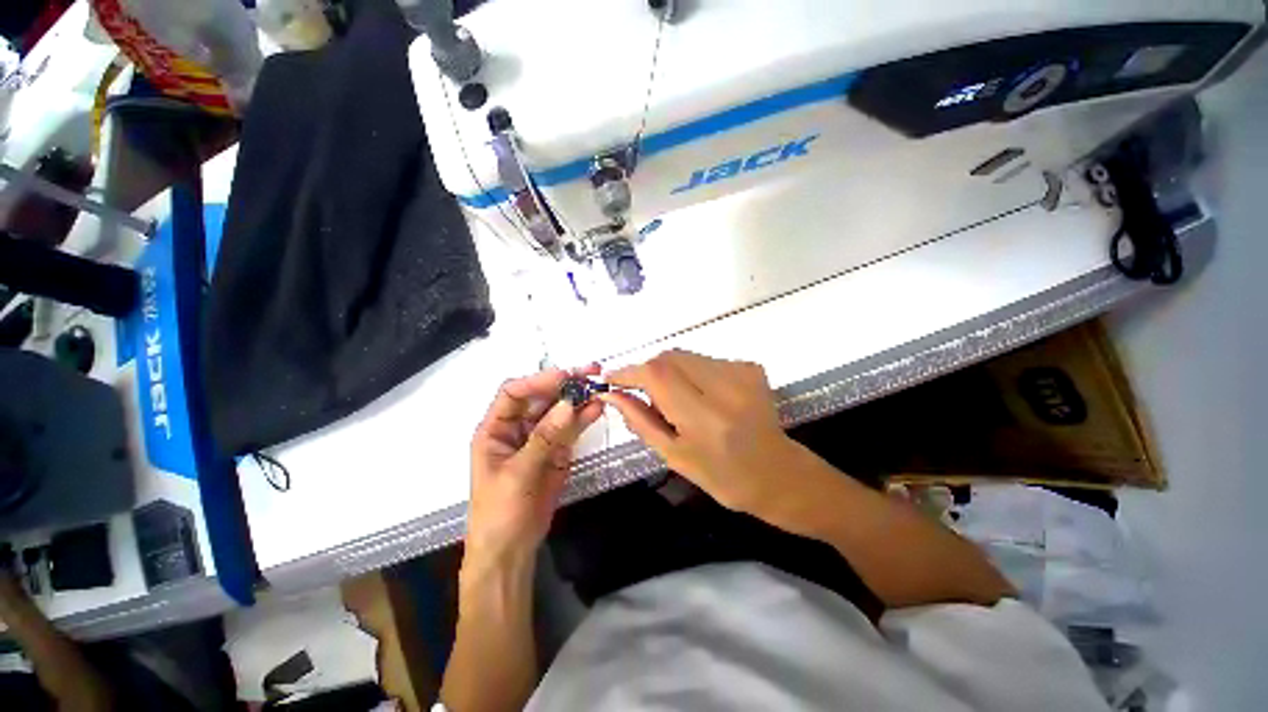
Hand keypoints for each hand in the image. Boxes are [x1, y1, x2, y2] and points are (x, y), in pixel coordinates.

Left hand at [467, 366, 603, 566]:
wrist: (511, 550)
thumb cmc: (500, 512)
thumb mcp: (518, 473)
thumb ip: (545, 437)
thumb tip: (569, 404)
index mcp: (495, 429)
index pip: (514, 393)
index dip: (538, 381)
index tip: (565, 376)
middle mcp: (518, 428)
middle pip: (541, 397)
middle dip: (564, 384)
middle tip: (590, 372)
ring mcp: (540, 439)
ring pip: (559, 411)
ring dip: (578, 399)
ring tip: (599, 387)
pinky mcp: (558, 451)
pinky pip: (571, 429)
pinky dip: (584, 418)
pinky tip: (597, 408)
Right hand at [603, 350, 800, 514]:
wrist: (778, 474)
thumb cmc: (722, 476)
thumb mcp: (674, 455)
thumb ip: (640, 421)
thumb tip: (612, 395)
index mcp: (704, 418)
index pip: (656, 376)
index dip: (629, 372)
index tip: (612, 380)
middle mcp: (724, 388)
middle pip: (669, 358)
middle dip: (649, 373)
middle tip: (652, 399)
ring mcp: (741, 373)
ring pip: (685, 356)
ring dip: (671, 373)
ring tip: (681, 402)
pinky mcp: (750, 366)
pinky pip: (705, 360)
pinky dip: (692, 373)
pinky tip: (704, 397)